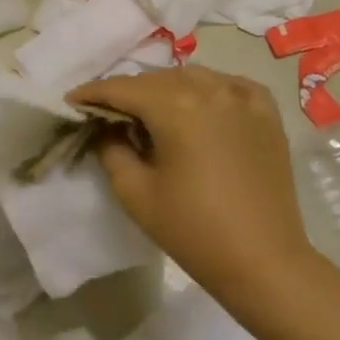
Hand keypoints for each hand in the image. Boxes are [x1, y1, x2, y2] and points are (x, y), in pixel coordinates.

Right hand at [68, 67, 314, 296]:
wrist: (264, 262)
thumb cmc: (193, 230)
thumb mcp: (134, 192)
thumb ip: (111, 149)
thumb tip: (107, 127)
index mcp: (175, 106)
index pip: (122, 88)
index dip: (92, 93)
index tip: (72, 102)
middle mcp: (209, 89)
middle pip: (155, 79)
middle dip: (127, 92)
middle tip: (107, 113)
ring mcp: (243, 98)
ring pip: (191, 77)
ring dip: (165, 89)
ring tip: (151, 112)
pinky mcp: (267, 114)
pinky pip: (230, 84)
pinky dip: (209, 88)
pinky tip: (201, 104)